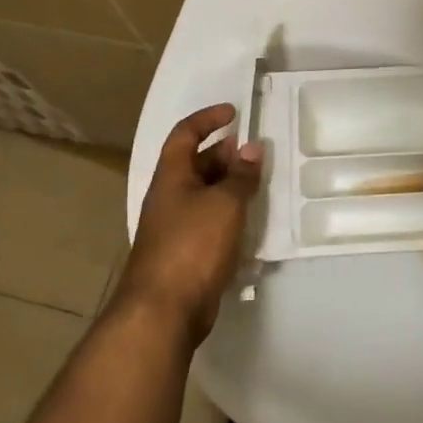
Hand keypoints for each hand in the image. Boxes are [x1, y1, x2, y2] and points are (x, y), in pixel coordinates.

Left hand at [113, 104, 262, 343]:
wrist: (164, 309)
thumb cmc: (192, 246)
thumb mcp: (224, 204)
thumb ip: (240, 176)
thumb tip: (251, 148)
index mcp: (171, 177)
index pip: (184, 134)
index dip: (207, 119)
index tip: (234, 113)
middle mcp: (169, 197)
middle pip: (195, 164)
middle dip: (224, 154)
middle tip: (255, 154)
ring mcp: (175, 227)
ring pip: (204, 194)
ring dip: (229, 186)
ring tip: (259, 185)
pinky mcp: (185, 253)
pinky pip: (209, 222)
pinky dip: (229, 215)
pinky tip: (250, 223)